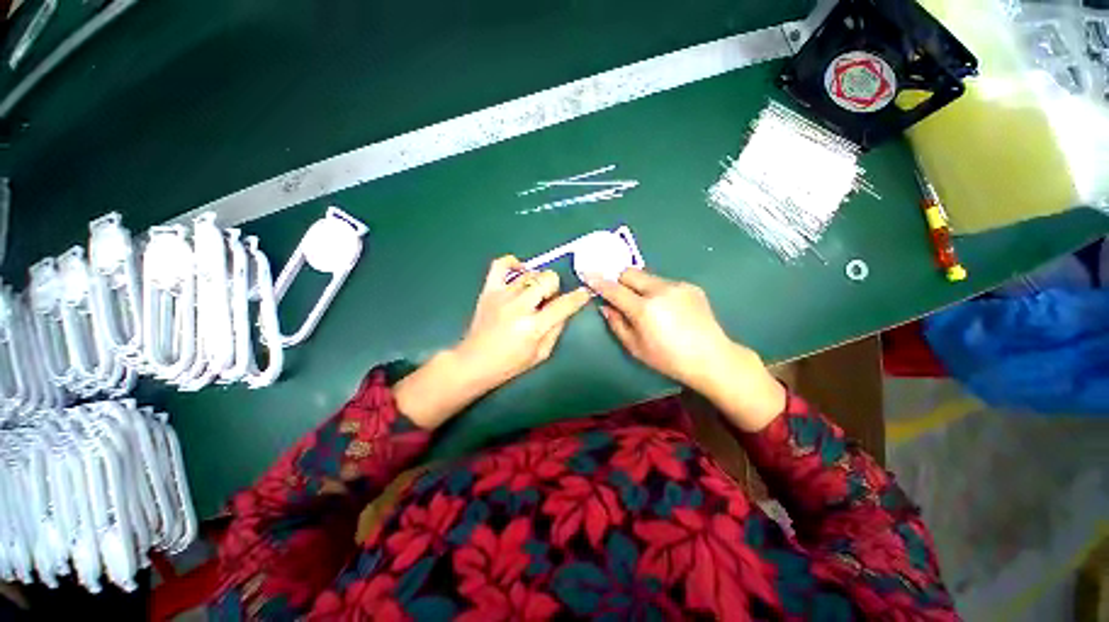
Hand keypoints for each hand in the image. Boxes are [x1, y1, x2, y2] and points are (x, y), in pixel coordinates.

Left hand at [455, 256, 591, 387]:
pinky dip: (513, 263)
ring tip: (531, 295)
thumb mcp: (541, 353)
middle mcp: (518, 306)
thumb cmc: (509, 364)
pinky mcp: (488, 290)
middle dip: (554, 288)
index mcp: (533, 326)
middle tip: (547, 301)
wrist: (474, 362)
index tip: (584, 293)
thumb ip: (556, 329)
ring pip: (530, 274)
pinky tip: (520, 272)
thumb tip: (565, 309)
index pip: (564, 304)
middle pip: (547, 279)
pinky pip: (501, 265)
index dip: (578, 297)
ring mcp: (502, 295)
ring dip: (537, 283)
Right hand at [590, 268, 785, 430]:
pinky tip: (666, 308)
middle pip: (630, 272)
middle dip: (619, 279)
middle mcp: (660, 290)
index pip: (614, 289)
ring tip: (647, 305)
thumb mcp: (635, 347)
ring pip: (647, 276)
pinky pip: (664, 283)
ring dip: (639, 286)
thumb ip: (616, 323)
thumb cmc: (668, 358)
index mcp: (644, 309)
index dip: (599, 281)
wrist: (711, 357)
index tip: (588, 273)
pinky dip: (657, 291)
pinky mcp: (690, 286)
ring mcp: (677, 286)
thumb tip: (605, 306)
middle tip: (619, 293)